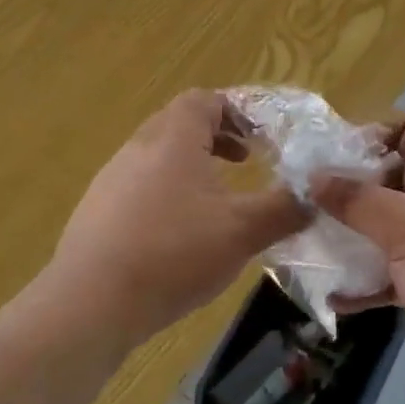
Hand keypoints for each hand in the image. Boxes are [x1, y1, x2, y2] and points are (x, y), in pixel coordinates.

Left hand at [49, 90, 310, 343]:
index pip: (203, 100)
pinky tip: (179, 234)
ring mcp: (111, 180)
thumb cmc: (173, 253)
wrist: (90, 303)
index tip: (262, 135)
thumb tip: (314, 197)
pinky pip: (139, 186)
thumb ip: (284, 209)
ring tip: (217, 199)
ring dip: (192, 165)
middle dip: (217, 136)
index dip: (236, 110)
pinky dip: (167, 192)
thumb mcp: (242, 231)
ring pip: (158, 156)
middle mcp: (137, 148)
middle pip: (179, 123)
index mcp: (173, 139)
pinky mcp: (96, 213)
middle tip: (246, 160)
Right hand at [312, 115, 404, 403]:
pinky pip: (387, 270)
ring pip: (384, 226)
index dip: (369, 136)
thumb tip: (312, 177)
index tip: (324, 154)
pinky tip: (332, 292)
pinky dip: (363, 279)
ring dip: (350, 234)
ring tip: (305, 238)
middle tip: (302, 197)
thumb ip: (358, 200)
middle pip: (389, 179)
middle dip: (348, 188)